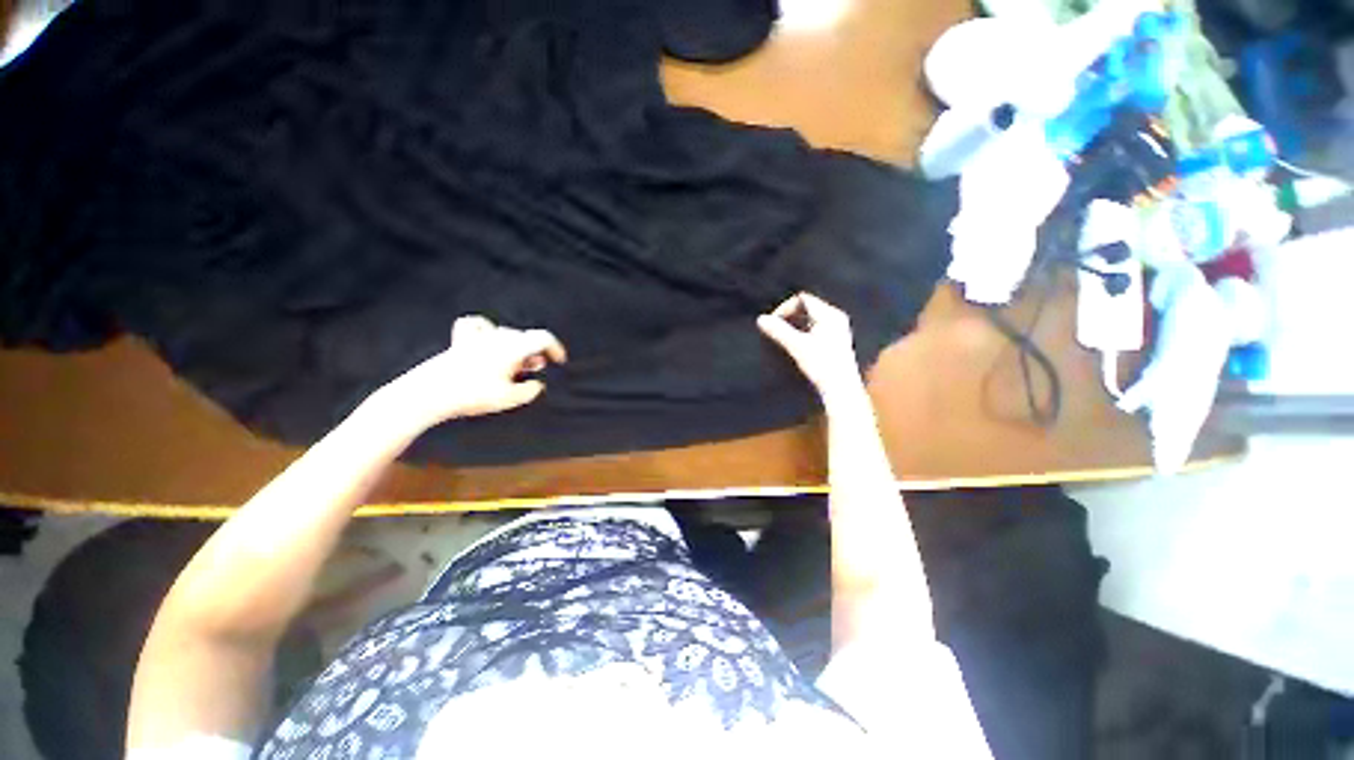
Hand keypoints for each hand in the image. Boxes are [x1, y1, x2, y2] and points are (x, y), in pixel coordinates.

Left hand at [381, 315, 567, 426]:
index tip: (560, 362)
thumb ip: (530, 391)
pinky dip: (486, 330)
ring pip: (506, 335)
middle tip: (534, 370)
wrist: (429, 394)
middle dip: (534, 354)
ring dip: (516, 348)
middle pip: (525, 338)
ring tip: (514, 364)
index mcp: (513, 347)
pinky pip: (476, 326)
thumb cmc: (472, 396)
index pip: (543, 338)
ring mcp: (478, 337)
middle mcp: (498, 336)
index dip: (556, 348)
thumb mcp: (509, 398)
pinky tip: (487, 339)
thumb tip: (537, 384)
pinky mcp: (460, 342)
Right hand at [757, 293, 863, 398]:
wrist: (841, 390)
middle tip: (776, 331)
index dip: (785, 308)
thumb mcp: (797, 346)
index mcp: (830, 314)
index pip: (803, 299)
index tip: (773, 323)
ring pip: (810, 319)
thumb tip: (760, 319)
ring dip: (794, 326)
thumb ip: (778, 331)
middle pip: (806, 307)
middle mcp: (836, 317)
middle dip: (789, 317)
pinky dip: (802, 333)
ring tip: (784, 339)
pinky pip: (815, 328)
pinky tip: (796, 346)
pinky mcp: (835, 341)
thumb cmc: (822, 366)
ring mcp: (838, 329)